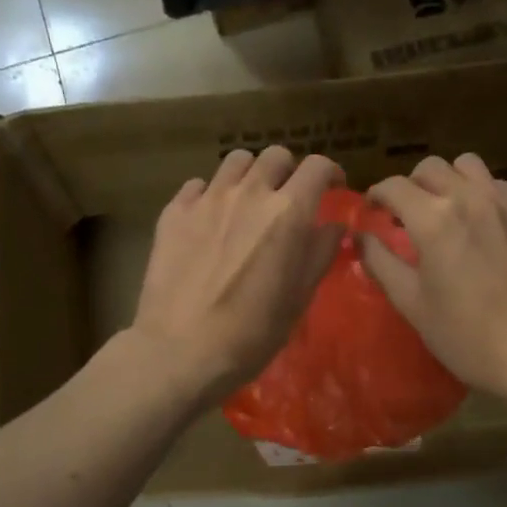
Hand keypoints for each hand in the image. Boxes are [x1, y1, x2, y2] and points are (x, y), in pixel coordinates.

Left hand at [129, 147, 344, 406]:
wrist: (180, 351)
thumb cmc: (251, 334)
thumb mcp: (298, 298)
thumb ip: (319, 254)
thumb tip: (333, 227)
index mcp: (287, 213)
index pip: (317, 166)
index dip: (330, 172)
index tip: (332, 188)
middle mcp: (248, 194)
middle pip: (276, 156)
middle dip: (289, 171)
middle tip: (288, 197)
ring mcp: (206, 199)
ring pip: (236, 162)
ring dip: (250, 175)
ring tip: (249, 201)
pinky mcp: (173, 213)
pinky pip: (197, 185)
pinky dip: (210, 194)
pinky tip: (210, 218)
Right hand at [360, 154, 506, 402]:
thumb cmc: (466, 336)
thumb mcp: (412, 305)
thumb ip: (381, 263)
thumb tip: (359, 237)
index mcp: (434, 220)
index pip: (394, 186)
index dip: (376, 195)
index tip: (372, 212)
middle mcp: (470, 199)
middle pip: (430, 167)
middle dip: (410, 185)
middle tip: (405, 214)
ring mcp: (506, 205)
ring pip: (468, 166)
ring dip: (448, 180)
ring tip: (444, 210)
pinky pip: (499, 186)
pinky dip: (480, 194)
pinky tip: (480, 225)